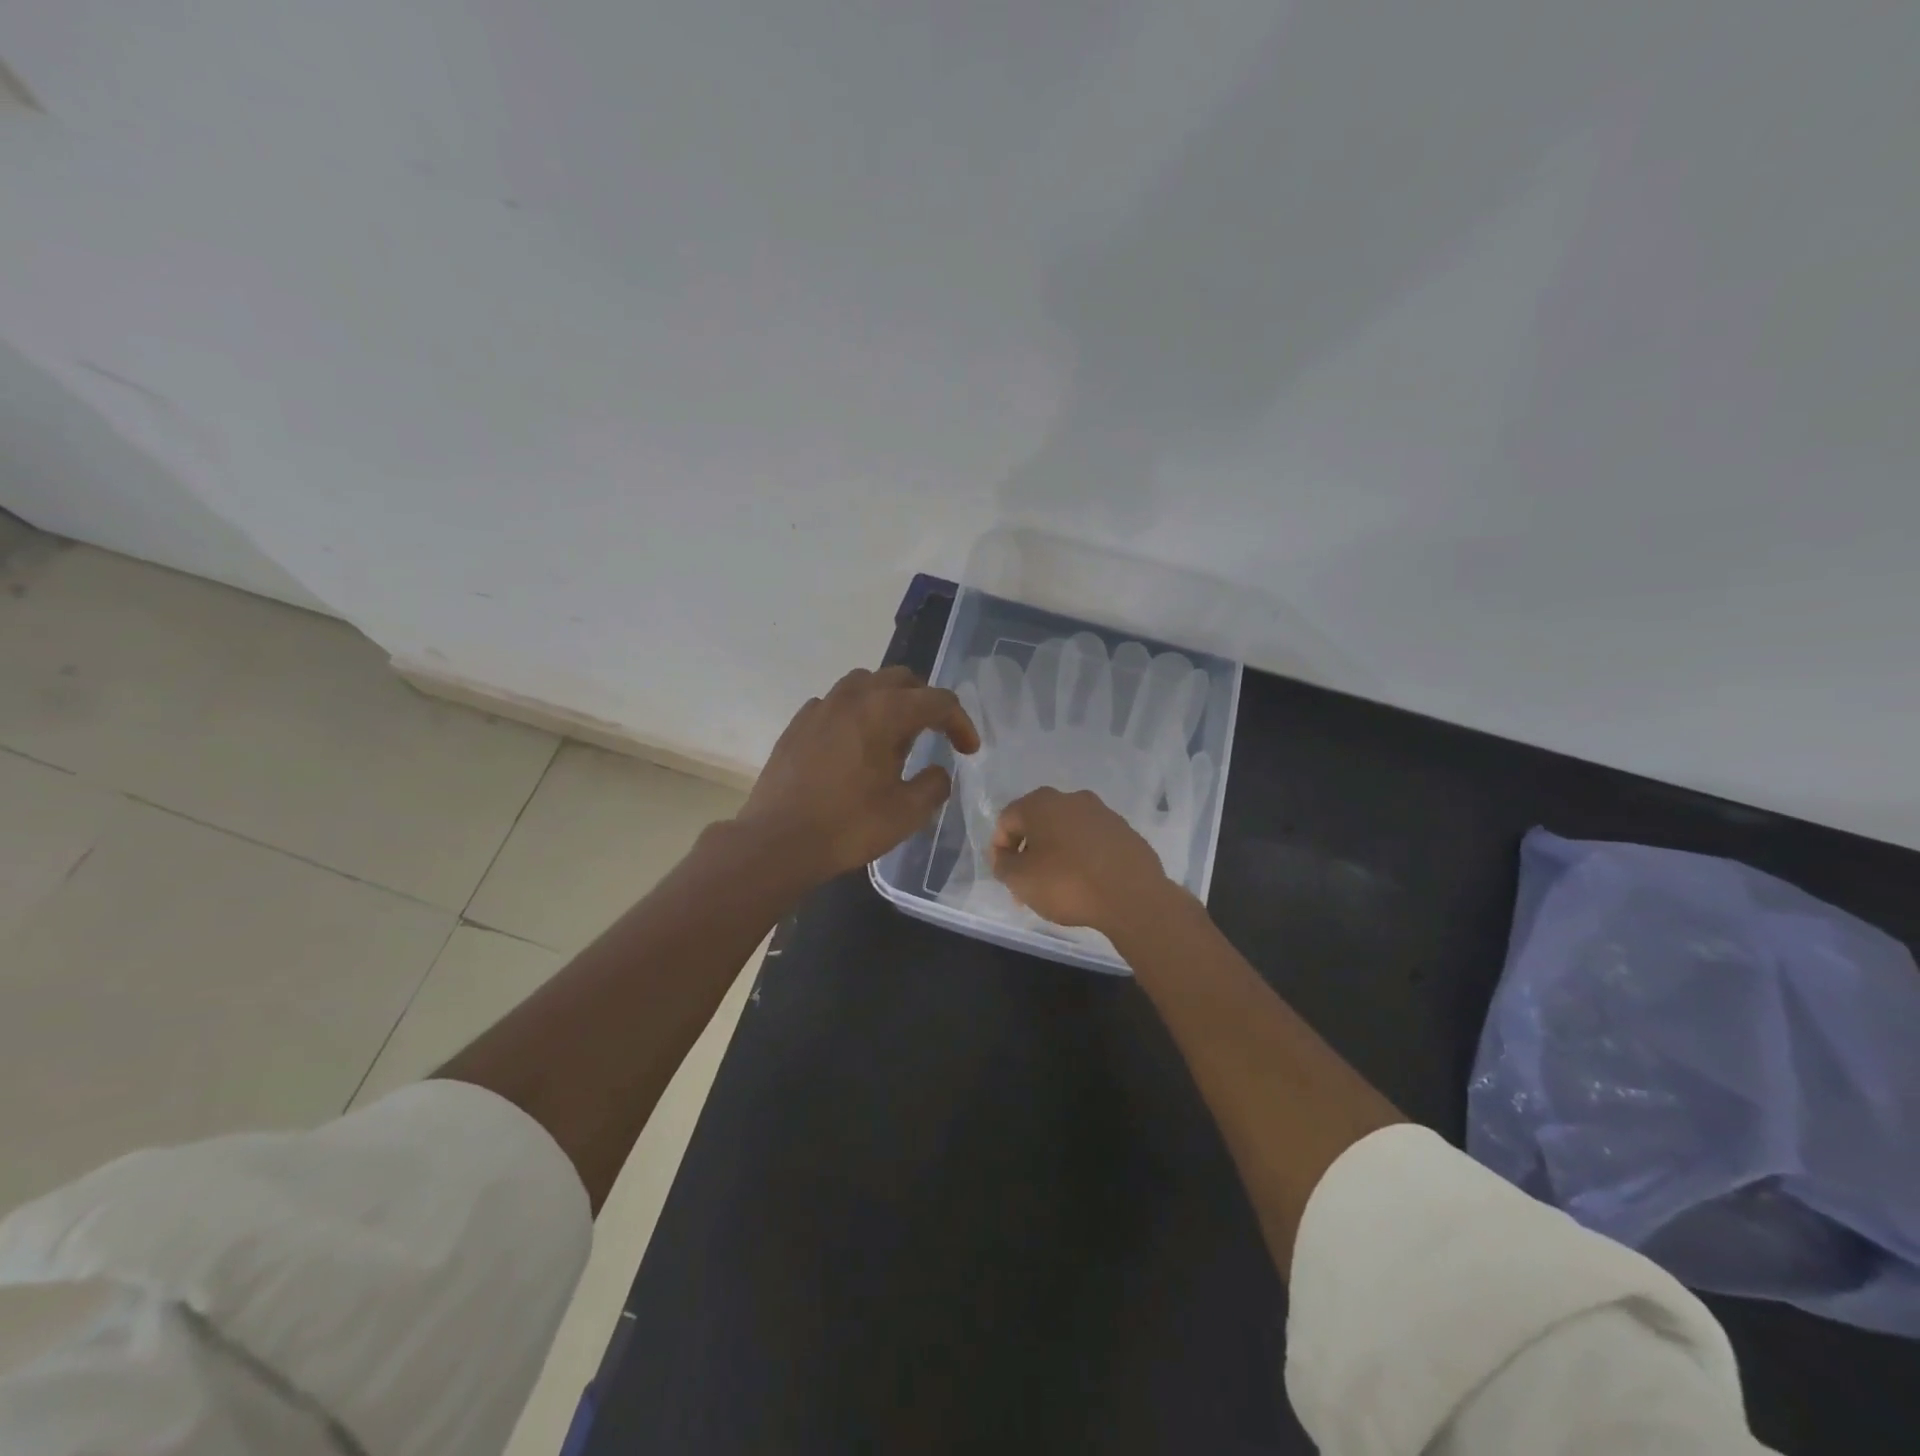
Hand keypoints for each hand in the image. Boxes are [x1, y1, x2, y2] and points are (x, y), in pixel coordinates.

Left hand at [737, 666, 979, 882]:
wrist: (778, 841)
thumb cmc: (848, 826)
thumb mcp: (907, 813)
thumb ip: (934, 785)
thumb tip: (937, 772)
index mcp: (886, 712)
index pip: (937, 701)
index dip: (960, 723)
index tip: (968, 750)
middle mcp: (853, 697)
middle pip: (901, 680)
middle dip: (925, 702)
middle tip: (935, 733)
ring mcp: (820, 707)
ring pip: (864, 683)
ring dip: (887, 700)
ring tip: (893, 733)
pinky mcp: (797, 724)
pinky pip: (834, 703)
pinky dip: (854, 714)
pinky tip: (853, 743)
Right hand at [989, 787, 1176, 935]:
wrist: (1132, 896)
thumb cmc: (1066, 883)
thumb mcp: (1020, 879)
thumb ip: (1003, 864)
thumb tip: (1006, 856)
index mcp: (1042, 803)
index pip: (1007, 820)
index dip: (1000, 849)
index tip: (1005, 876)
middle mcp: (1072, 799)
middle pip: (1038, 825)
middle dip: (1028, 854)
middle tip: (1027, 886)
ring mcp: (1103, 814)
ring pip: (1067, 833)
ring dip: (1056, 856)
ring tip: (1057, 889)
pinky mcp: (1125, 832)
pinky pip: (1093, 843)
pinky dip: (1083, 859)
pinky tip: (1086, 884)